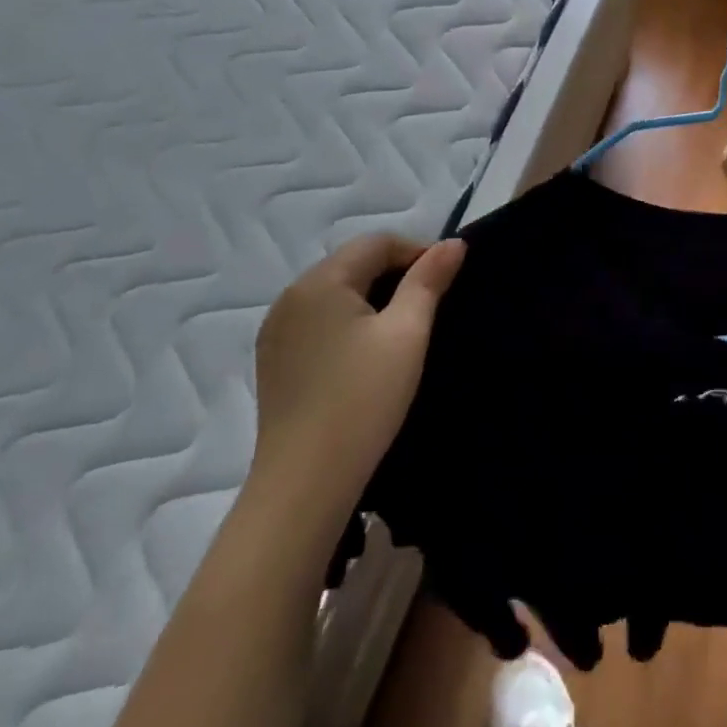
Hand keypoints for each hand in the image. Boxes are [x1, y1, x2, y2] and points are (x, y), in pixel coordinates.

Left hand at [249, 234, 465, 512]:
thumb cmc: (363, 400)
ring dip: (372, 297)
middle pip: (352, 263)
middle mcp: (290, 296)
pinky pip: (318, 321)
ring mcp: (276, 330)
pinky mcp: (273, 361)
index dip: (417, 251)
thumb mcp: (407, 334)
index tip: (447, 279)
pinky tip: (366, 353)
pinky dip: (347, 322)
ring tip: (403, 328)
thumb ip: (429, 281)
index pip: (376, 243)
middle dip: (395, 273)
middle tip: (431, 304)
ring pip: (335, 293)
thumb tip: (452, 244)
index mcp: (320, 281)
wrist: (305, 483)